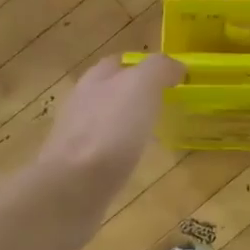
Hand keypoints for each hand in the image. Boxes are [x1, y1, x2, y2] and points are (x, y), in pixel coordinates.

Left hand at [34, 54, 183, 223]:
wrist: (74, 186)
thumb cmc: (110, 130)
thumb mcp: (141, 86)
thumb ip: (158, 69)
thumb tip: (176, 67)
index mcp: (95, 80)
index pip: (118, 63)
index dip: (142, 66)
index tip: (169, 78)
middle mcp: (80, 103)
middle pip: (108, 92)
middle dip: (132, 96)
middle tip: (163, 106)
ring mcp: (75, 137)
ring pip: (104, 122)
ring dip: (124, 124)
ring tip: (152, 134)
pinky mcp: (76, 168)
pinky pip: (102, 152)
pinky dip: (118, 152)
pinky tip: (133, 162)